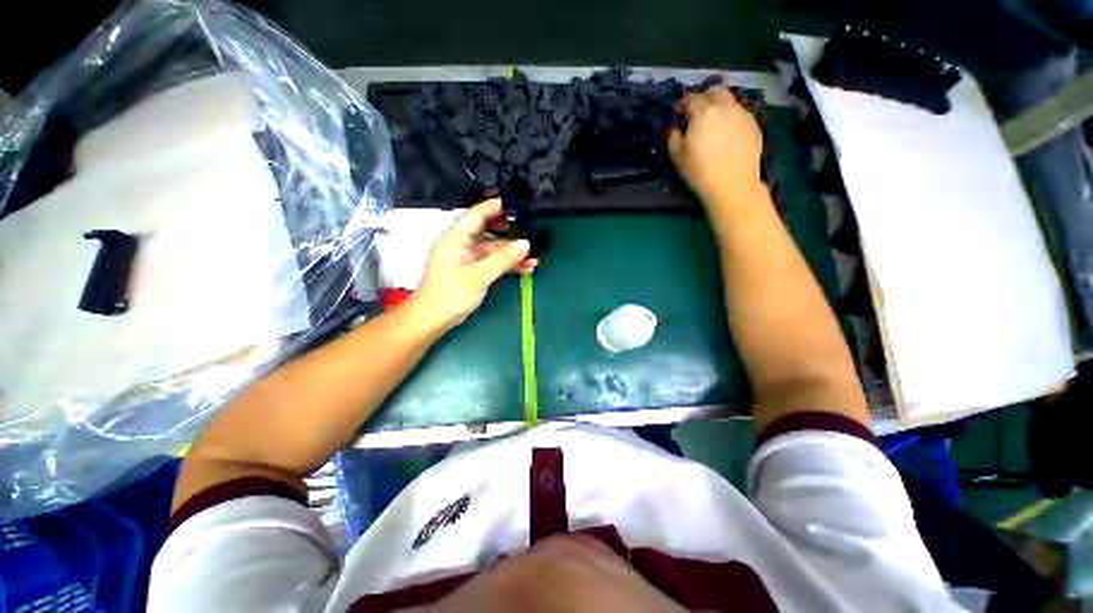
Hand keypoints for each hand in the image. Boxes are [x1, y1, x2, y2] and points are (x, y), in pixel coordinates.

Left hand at [409, 199, 537, 333]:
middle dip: (510, 232)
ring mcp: (467, 257)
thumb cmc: (449, 295)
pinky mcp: (472, 270)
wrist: (431, 320)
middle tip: (531, 232)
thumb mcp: (479, 275)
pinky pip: (492, 262)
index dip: (497, 206)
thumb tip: (525, 243)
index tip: (519, 205)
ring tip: (534, 257)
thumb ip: (503, 259)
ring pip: (493, 248)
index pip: (478, 214)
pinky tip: (524, 268)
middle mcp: (461, 243)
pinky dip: (506, 264)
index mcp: (456, 237)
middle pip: (488, 230)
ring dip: (512, 253)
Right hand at [668, 86, 764, 212]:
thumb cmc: (700, 172)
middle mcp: (725, 107)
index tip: (677, 113)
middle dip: (704, 97)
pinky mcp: (754, 124)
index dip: (682, 103)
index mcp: (703, 113)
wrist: (733, 185)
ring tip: (713, 122)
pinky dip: (731, 117)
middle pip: (715, 90)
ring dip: (719, 106)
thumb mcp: (678, 157)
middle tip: (696, 111)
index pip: (691, 98)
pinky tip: (726, 132)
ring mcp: (742, 114)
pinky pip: (740, 113)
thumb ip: (673, 138)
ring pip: (730, 100)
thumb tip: (674, 128)